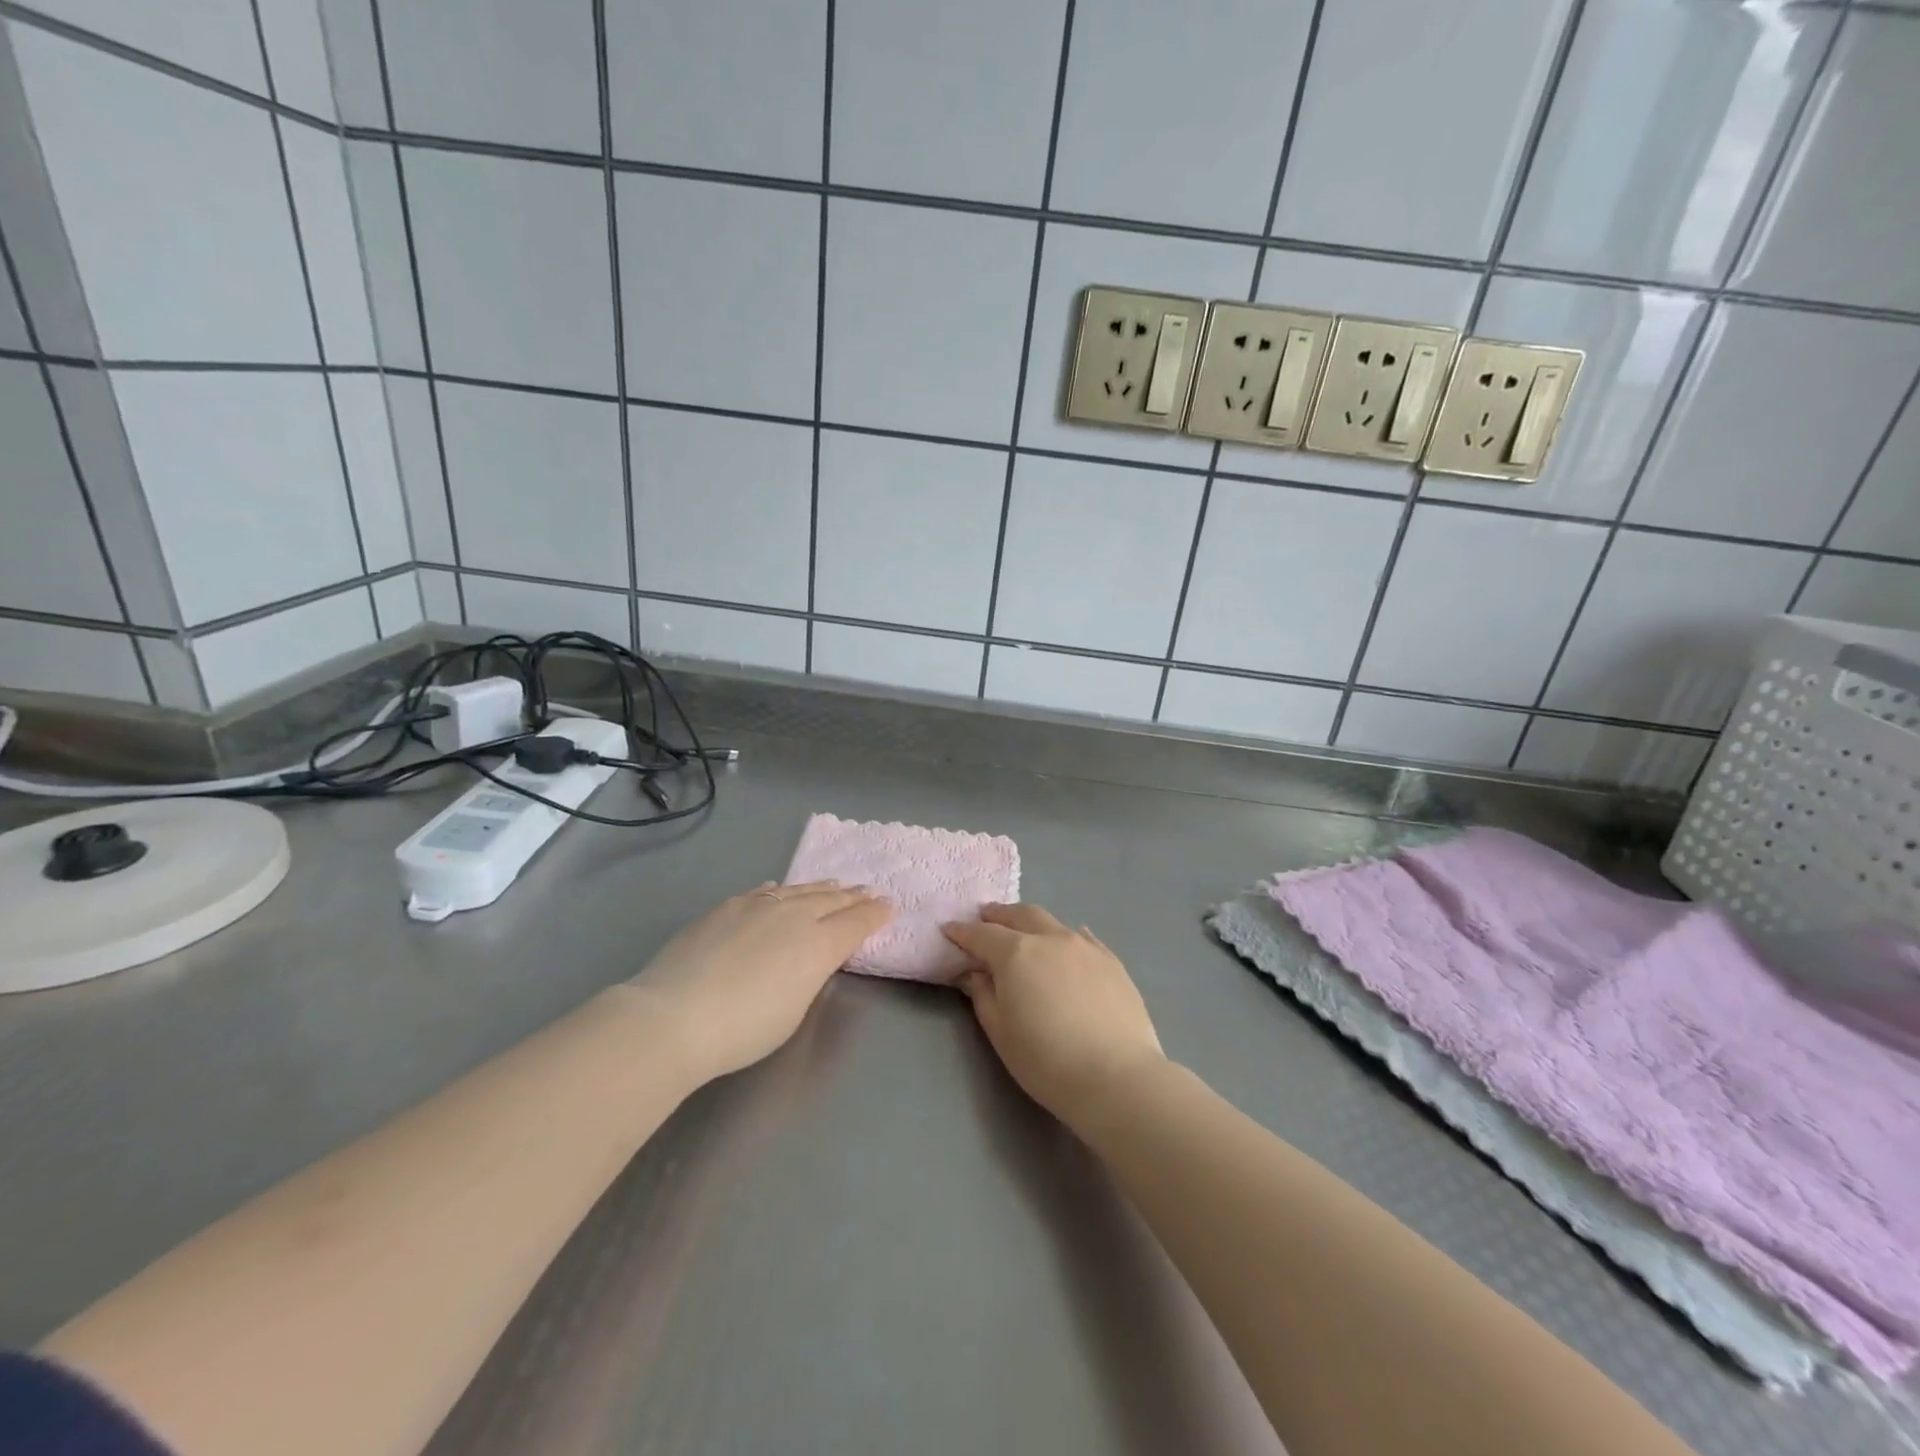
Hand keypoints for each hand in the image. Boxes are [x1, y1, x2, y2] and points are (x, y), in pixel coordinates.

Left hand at [630, 882, 890, 1081]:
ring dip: (821, 888)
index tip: (888, 905)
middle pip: (832, 900)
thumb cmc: (744, 1029)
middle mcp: (795, 916)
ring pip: (799, 890)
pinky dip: (780, 891)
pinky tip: (780, 889)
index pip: (856, 922)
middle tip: (868, 890)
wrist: (676, 1015)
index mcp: (818, 944)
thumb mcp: (794, 1009)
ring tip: (834, 884)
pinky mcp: (727, 907)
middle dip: (854, 896)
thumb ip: (810, 974)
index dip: (875, 913)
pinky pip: (764, 892)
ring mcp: (759, 906)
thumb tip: (812, 955)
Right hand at [942, 904, 1163, 1123]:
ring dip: (1031, 923)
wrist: (1116, 1076)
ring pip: (1052, 922)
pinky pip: (1083, 938)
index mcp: (1016, 953)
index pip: (981, 935)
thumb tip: (975, 972)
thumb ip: (983, 995)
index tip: (949, 929)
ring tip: (1024, 931)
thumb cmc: (1046, 1061)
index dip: (962, 932)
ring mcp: (1085, 946)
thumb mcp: (1000, 1032)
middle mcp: (1050, 938)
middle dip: (998, 915)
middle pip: (1020, 915)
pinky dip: (1066, 937)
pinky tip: (1068, 945)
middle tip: (985, 918)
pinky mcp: (1112, 961)